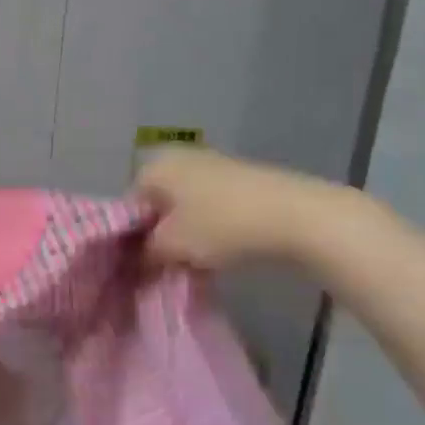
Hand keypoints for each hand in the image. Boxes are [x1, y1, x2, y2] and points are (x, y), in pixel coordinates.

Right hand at [134, 147, 350, 269]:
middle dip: (157, 235)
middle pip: (156, 204)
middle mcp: (180, 158)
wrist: (297, 216)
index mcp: (156, 166)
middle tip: (163, 267)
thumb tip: (136, 262)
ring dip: (184, 234)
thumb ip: (144, 254)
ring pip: (184, 207)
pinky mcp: (242, 181)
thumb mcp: (170, 246)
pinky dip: (209, 228)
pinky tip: (218, 252)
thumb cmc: (220, 226)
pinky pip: (210, 207)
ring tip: (192, 264)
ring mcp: (214, 166)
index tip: (138, 266)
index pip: (127, 205)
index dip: (129, 239)